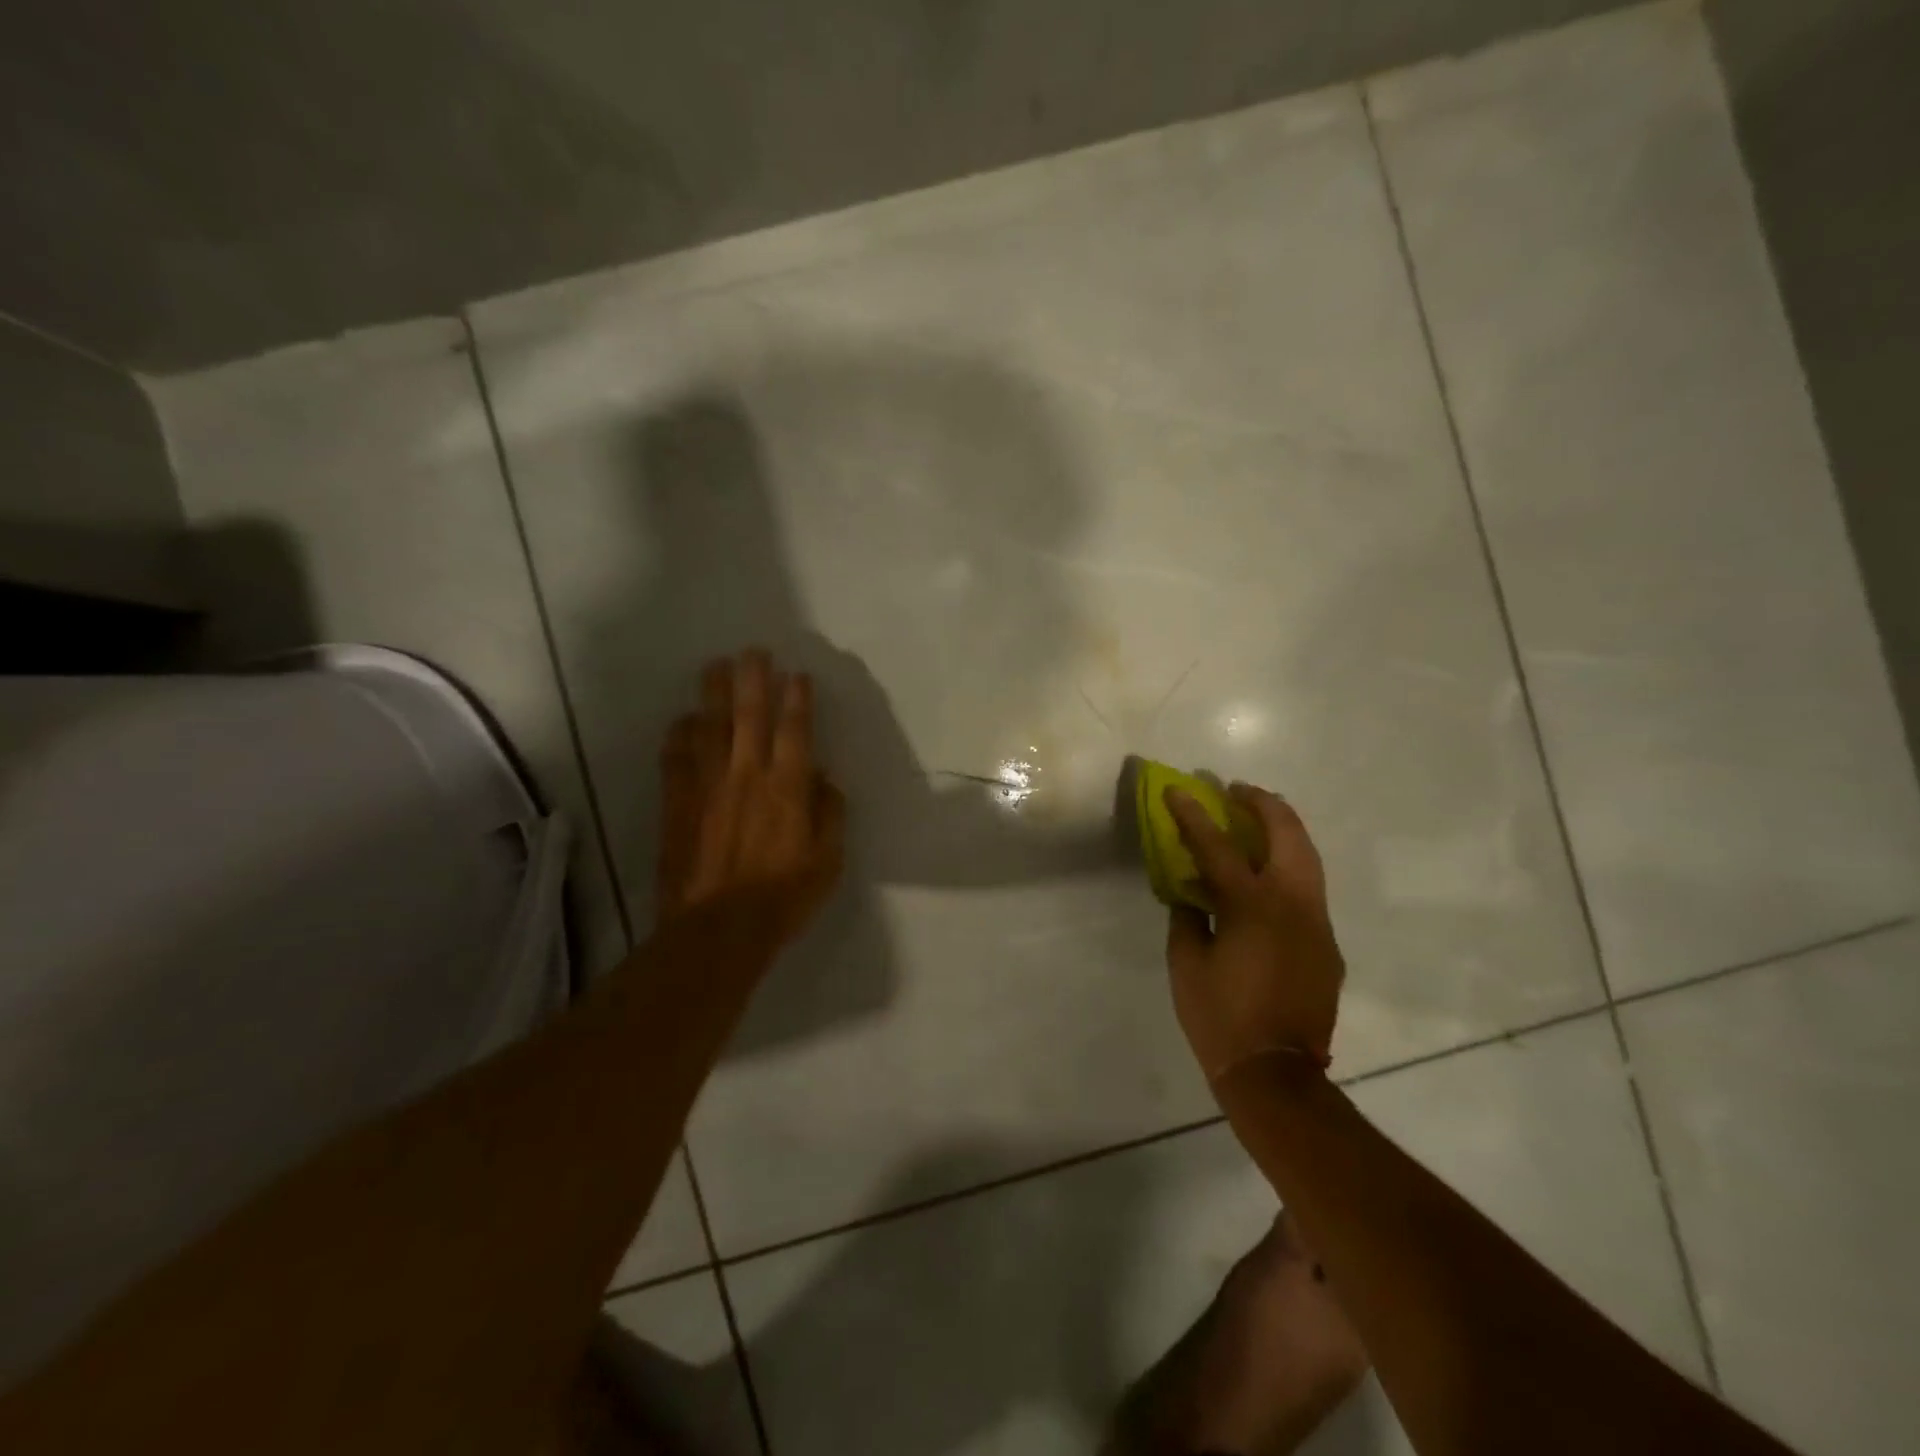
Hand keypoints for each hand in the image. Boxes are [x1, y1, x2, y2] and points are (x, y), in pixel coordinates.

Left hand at [656, 649, 845, 946]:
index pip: (795, 731)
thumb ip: (829, 814)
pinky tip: (682, 720)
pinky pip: (676, 758)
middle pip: (749, 716)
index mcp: (788, 788)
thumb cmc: (783, 897)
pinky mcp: (677, 804)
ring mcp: (707, 787)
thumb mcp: (828, 860)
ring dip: (713, 693)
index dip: (797, 699)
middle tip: (753, 651)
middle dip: (753, 679)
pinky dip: (679, 734)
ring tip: (716, 666)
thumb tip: (825, 779)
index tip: (797, 674)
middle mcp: (747, 776)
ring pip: (710, 727)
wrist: (717, 930)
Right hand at [1163, 784, 1343, 1081]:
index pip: (1218, 845)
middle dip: (1262, 803)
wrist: (1277, 1074)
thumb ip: (1187, 918)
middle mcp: (1292, 904)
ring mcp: (1317, 923)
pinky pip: (1309, 891)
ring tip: (1257, 819)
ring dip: (1282, 830)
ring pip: (1308, 858)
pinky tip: (1267, 880)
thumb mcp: (1186, 964)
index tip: (1178, 790)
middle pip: (1287, 834)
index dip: (1193, 814)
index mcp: (1251, 906)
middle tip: (1236, 791)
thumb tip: (1191, 894)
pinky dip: (1288, 869)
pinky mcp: (1327, 944)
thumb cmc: (1220, 1017)